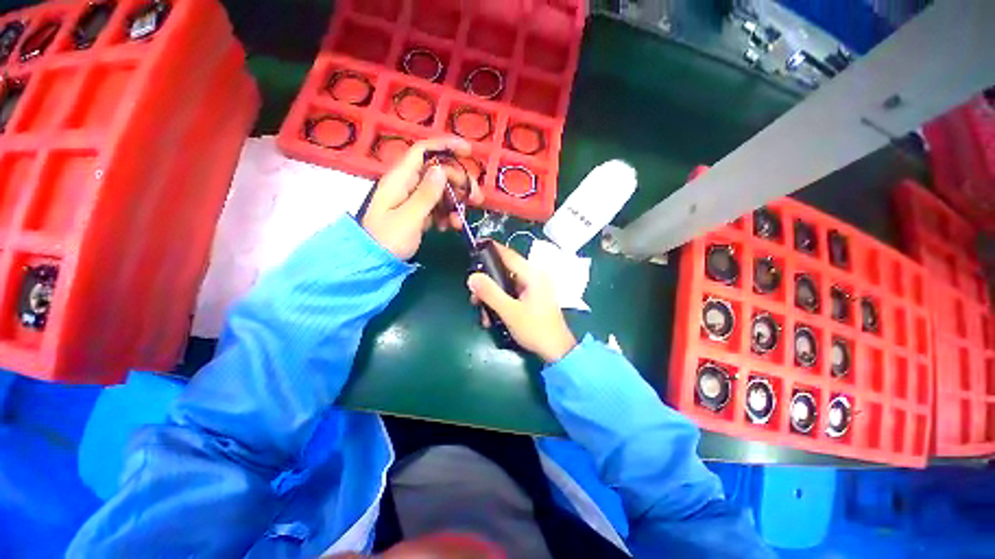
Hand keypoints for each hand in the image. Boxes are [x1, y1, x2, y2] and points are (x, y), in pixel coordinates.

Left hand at [361, 137, 482, 259]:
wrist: (373, 262)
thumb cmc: (388, 240)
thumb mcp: (409, 218)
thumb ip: (426, 194)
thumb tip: (441, 170)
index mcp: (400, 179)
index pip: (423, 151)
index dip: (446, 146)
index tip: (469, 151)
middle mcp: (406, 184)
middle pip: (437, 172)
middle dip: (460, 183)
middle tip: (476, 199)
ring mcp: (411, 198)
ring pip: (440, 191)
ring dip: (455, 203)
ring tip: (460, 222)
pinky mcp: (416, 212)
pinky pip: (436, 206)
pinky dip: (446, 214)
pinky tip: (449, 227)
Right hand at [467, 242, 576, 362]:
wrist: (556, 350)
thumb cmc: (535, 329)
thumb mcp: (510, 311)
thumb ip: (490, 293)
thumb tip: (472, 277)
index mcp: (532, 274)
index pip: (507, 254)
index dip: (490, 249)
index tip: (473, 248)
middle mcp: (533, 277)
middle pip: (503, 271)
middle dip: (487, 284)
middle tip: (475, 298)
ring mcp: (532, 288)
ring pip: (505, 284)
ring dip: (492, 297)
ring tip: (484, 314)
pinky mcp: (531, 298)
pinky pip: (511, 294)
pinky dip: (500, 303)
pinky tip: (493, 318)